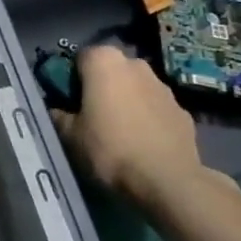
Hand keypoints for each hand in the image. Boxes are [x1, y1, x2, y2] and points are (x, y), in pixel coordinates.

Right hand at [50, 45, 230, 209]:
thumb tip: (56, 110)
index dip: (72, 78)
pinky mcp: (184, 112)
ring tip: (120, 132)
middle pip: (111, 70)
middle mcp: (136, 64)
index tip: (69, 101)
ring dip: (127, 101)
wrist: (168, 181)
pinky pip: (157, 109)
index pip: (79, 58)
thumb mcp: (70, 135)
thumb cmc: (110, 148)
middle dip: (102, 86)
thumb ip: (58, 115)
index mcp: (104, 61)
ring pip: (136, 87)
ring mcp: (164, 87)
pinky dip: (149, 119)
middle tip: (93, 114)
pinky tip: (144, 143)